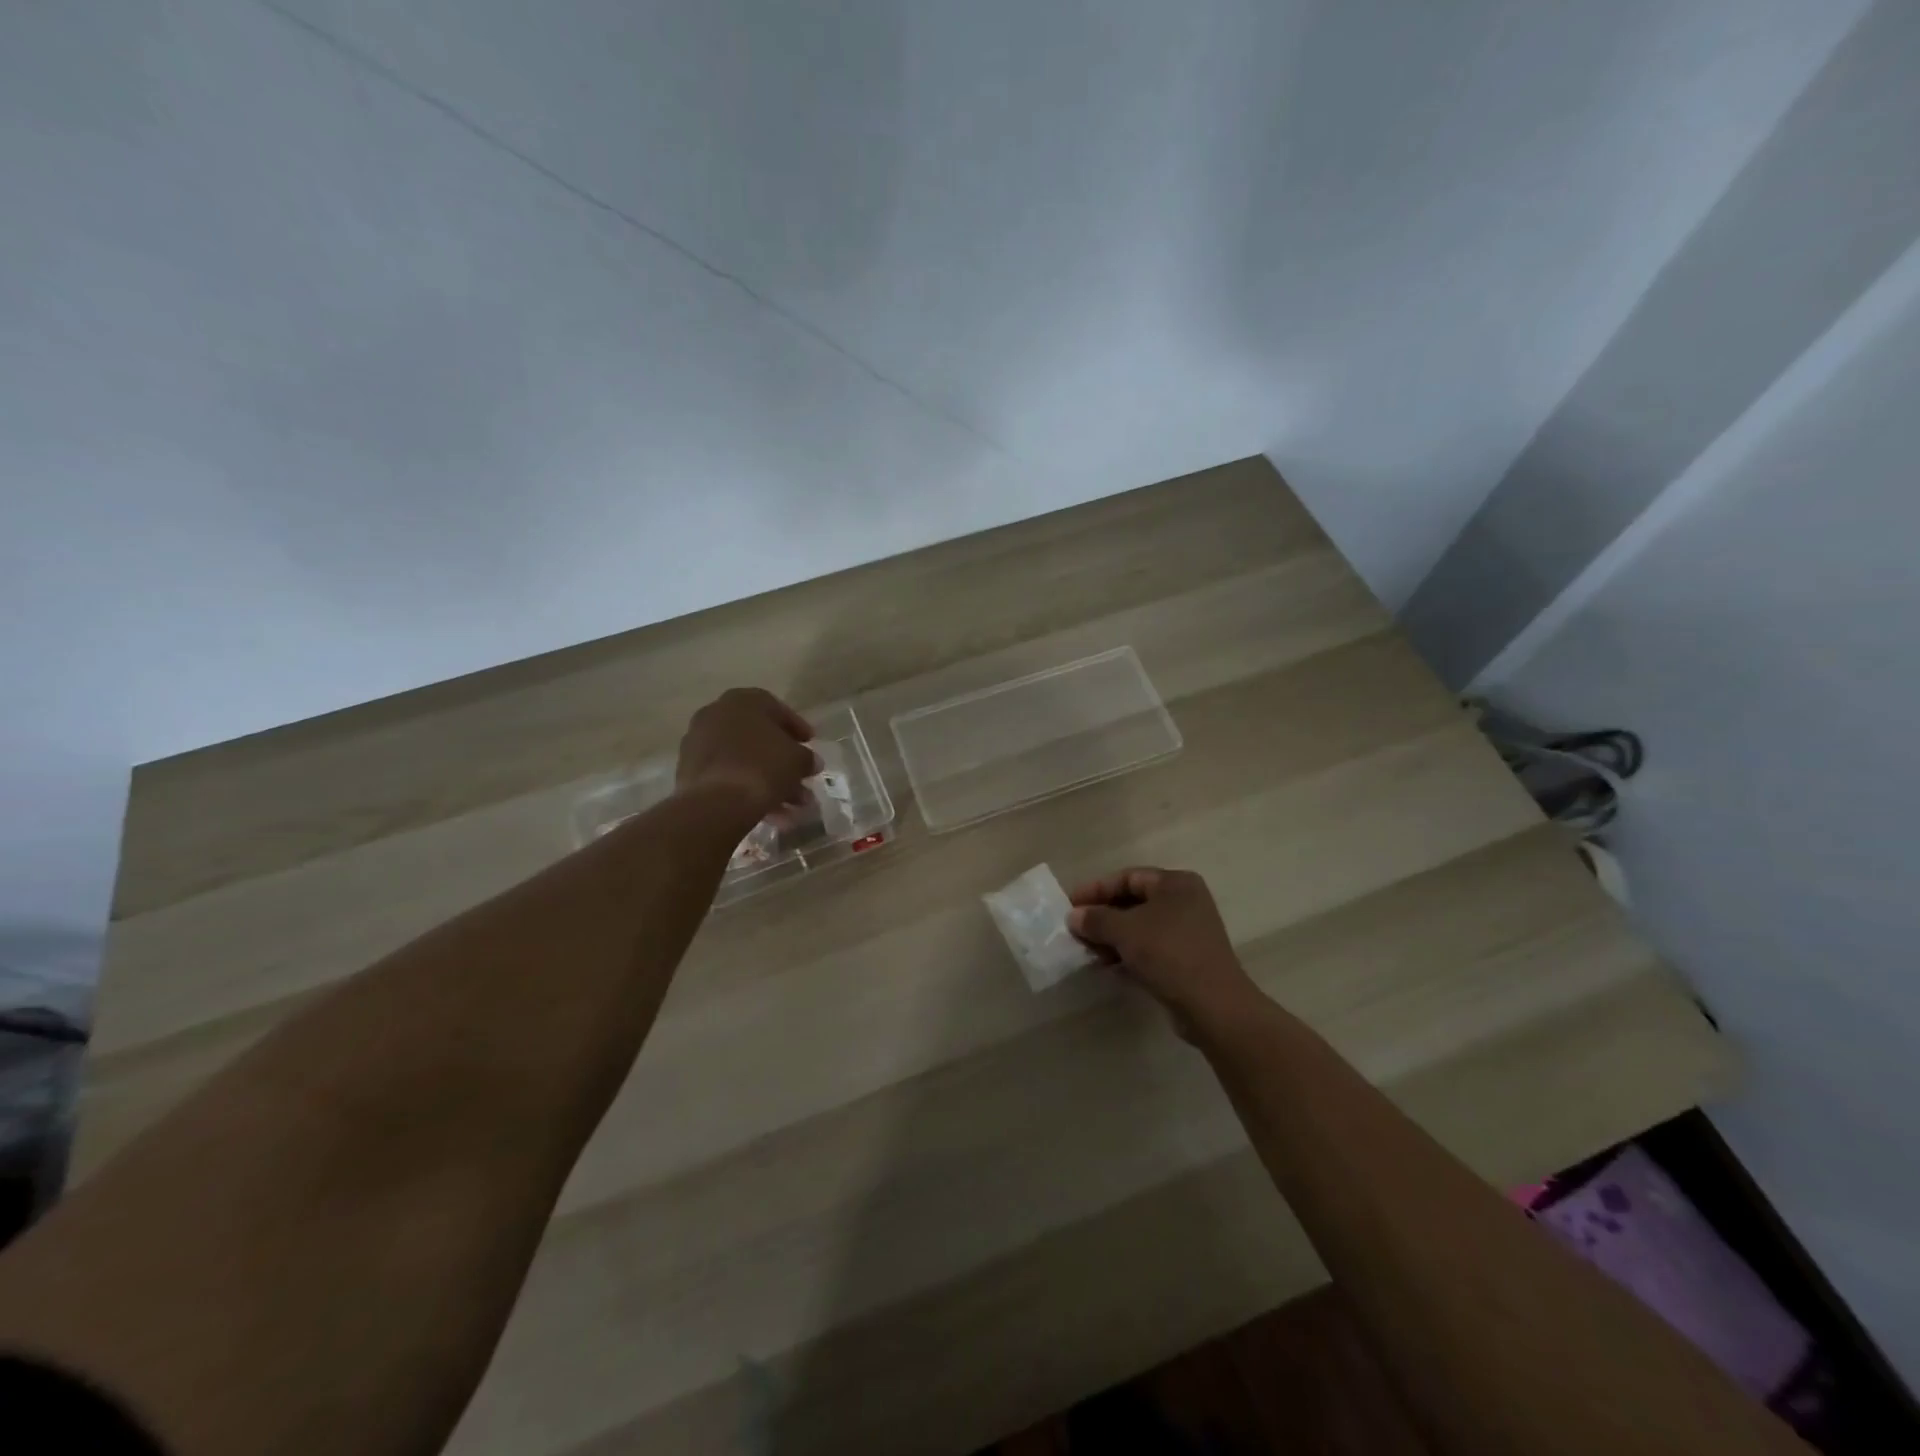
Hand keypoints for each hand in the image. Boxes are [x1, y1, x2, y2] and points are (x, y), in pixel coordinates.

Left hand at [676, 688, 817, 822]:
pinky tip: (770, 813)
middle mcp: (716, 715)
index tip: (809, 743)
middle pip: (758, 737)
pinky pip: (727, 776)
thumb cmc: (763, 767)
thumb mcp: (798, 759)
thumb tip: (809, 762)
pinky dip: (748, 790)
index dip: (796, 727)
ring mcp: (698, 743)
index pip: (775, 708)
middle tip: (802, 777)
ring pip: (743, 760)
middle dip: (783, 761)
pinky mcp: (689, 772)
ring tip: (793, 808)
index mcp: (742, 701)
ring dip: (770, 781)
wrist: (716, 802)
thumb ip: (806, 757)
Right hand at [1067, 868, 1259, 1035]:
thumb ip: (1096, 919)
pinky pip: (1149, 948)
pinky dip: (1127, 954)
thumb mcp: (1125, 931)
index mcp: (1175, 883)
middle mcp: (1185, 902)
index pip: (1127, 877)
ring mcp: (1188, 932)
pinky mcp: (1186, 959)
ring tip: (1087, 951)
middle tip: (1075, 929)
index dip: (1096, 889)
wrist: (1213, 1006)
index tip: (1070, 904)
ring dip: (1111, 937)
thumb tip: (1074, 916)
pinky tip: (1107, 966)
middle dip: (1102, 916)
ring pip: (1140, 927)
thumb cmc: (1169, 954)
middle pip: (1133, 902)